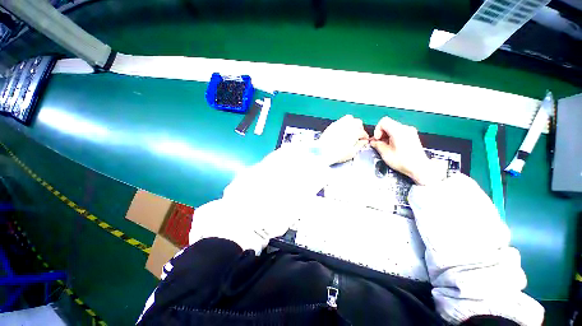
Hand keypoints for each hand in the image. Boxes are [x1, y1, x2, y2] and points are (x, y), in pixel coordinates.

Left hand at [317, 115, 368, 164]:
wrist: (323, 151)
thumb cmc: (338, 153)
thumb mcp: (352, 152)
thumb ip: (360, 145)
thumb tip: (363, 142)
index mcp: (355, 131)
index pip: (363, 132)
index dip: (364, 137)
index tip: (363, 141)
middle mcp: (348, 124)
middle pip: (358, 123)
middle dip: (359, 128)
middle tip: (357, 136)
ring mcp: (339, 123)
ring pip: (349, 119)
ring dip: (351, 124)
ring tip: (349, 132)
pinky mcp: (332, 125)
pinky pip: (340, 121)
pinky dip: (343, 125)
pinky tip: (341, 131)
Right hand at [370, 117, 439, 184]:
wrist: (420, 167)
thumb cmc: (403, 161)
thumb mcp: (386, 154)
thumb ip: (377, 145)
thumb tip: (373, 142)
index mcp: (398, 131)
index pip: (383, 121)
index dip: (377, 130)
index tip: (378, 139)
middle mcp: (405, 128)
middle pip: (388, 124)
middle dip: (381, 133)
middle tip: (380, 143)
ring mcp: (410, 131)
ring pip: (393, 127)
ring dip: (386, 135)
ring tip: (386, 146)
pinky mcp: (412, 135)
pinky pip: (399, 131)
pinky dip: (393, 136)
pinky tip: (393, 146)